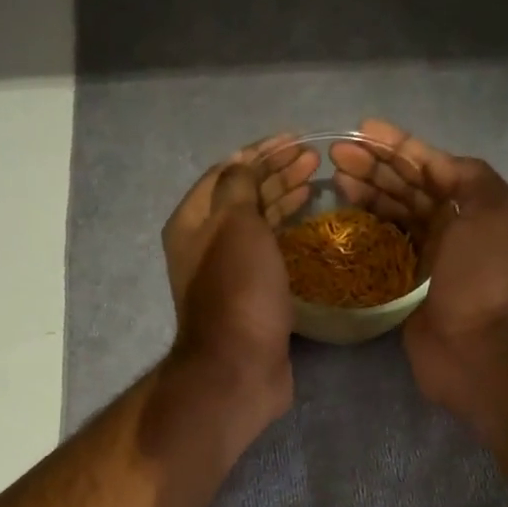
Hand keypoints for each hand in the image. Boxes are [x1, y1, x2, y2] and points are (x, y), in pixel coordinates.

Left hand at [161, 134, 318, 421]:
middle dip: (276, 173)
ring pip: (257, 223)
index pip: (226, 172)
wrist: (240, 366)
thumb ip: (239, 186)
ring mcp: (227, 270)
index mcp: (192, 221)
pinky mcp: (251, 293)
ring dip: (283, 199)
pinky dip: (287, 232)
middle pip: (241, 196)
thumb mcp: (236, 225)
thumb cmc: (238, 289)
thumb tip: (244, 163)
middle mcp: (204, 242)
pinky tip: (308, 226)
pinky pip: (269, 250)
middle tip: (313, 161)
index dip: (260, 152)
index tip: (297, 140)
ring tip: (315, 184)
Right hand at [333, 120, 507, 417]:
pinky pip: (385, 244)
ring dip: (368, 191)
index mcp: (477, 207)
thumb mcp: (493, 212)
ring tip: (335, 178)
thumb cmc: (482, 277)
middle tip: (336, 155)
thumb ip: (470, 177)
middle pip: (411, 187)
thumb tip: (437, 164)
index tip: (362, 130)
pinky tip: (344, 213)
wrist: (475, 350)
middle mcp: (455, 228)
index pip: (433, 166)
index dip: (399, 146)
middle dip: (377, 166)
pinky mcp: (409, 284)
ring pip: (396, 213)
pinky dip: (367, 226)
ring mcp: (432, 257)